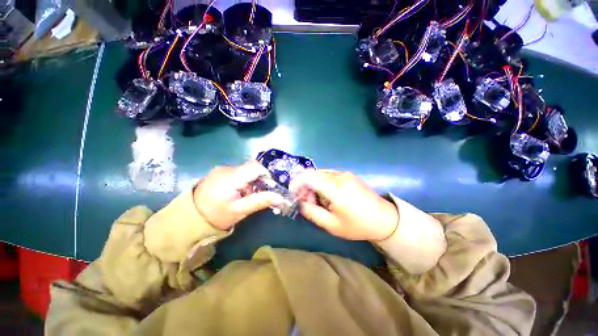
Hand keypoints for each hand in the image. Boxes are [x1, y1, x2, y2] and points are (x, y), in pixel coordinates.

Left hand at [193, 162, 283, 230]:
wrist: (189, 218)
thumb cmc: (216, 215)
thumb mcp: (240, 211)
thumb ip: (260, 201)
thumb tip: (281, 198)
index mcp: (231, 177)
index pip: (256, 167)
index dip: (266, 175)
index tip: (268, 187)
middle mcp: (227, 168)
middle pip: (251, 168)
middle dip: (259, 180)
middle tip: (259, 194)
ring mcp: (221, 169)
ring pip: (245, 170)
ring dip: (251, 181)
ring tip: (247, 196)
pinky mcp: (219, 172)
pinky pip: (237, 172)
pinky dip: (243, 180)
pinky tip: (238, 192)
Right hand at [290, 170, 398, 241]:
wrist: (384, 219)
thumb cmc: (358, 225)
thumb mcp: (332, 225)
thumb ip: (312, 213)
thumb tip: (301, 203)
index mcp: (336, 189)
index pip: (308, 177)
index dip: (296, 183)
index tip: (293, 194)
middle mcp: (339, 176)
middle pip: (312, 174)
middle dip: (303, 186)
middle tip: (306, 201)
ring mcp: (344, 173)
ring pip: (319, 173)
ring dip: (312, 184)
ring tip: (316, 200)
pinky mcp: (347, 174)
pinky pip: (327, 174)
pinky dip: (320, 182)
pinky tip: (325, 194)